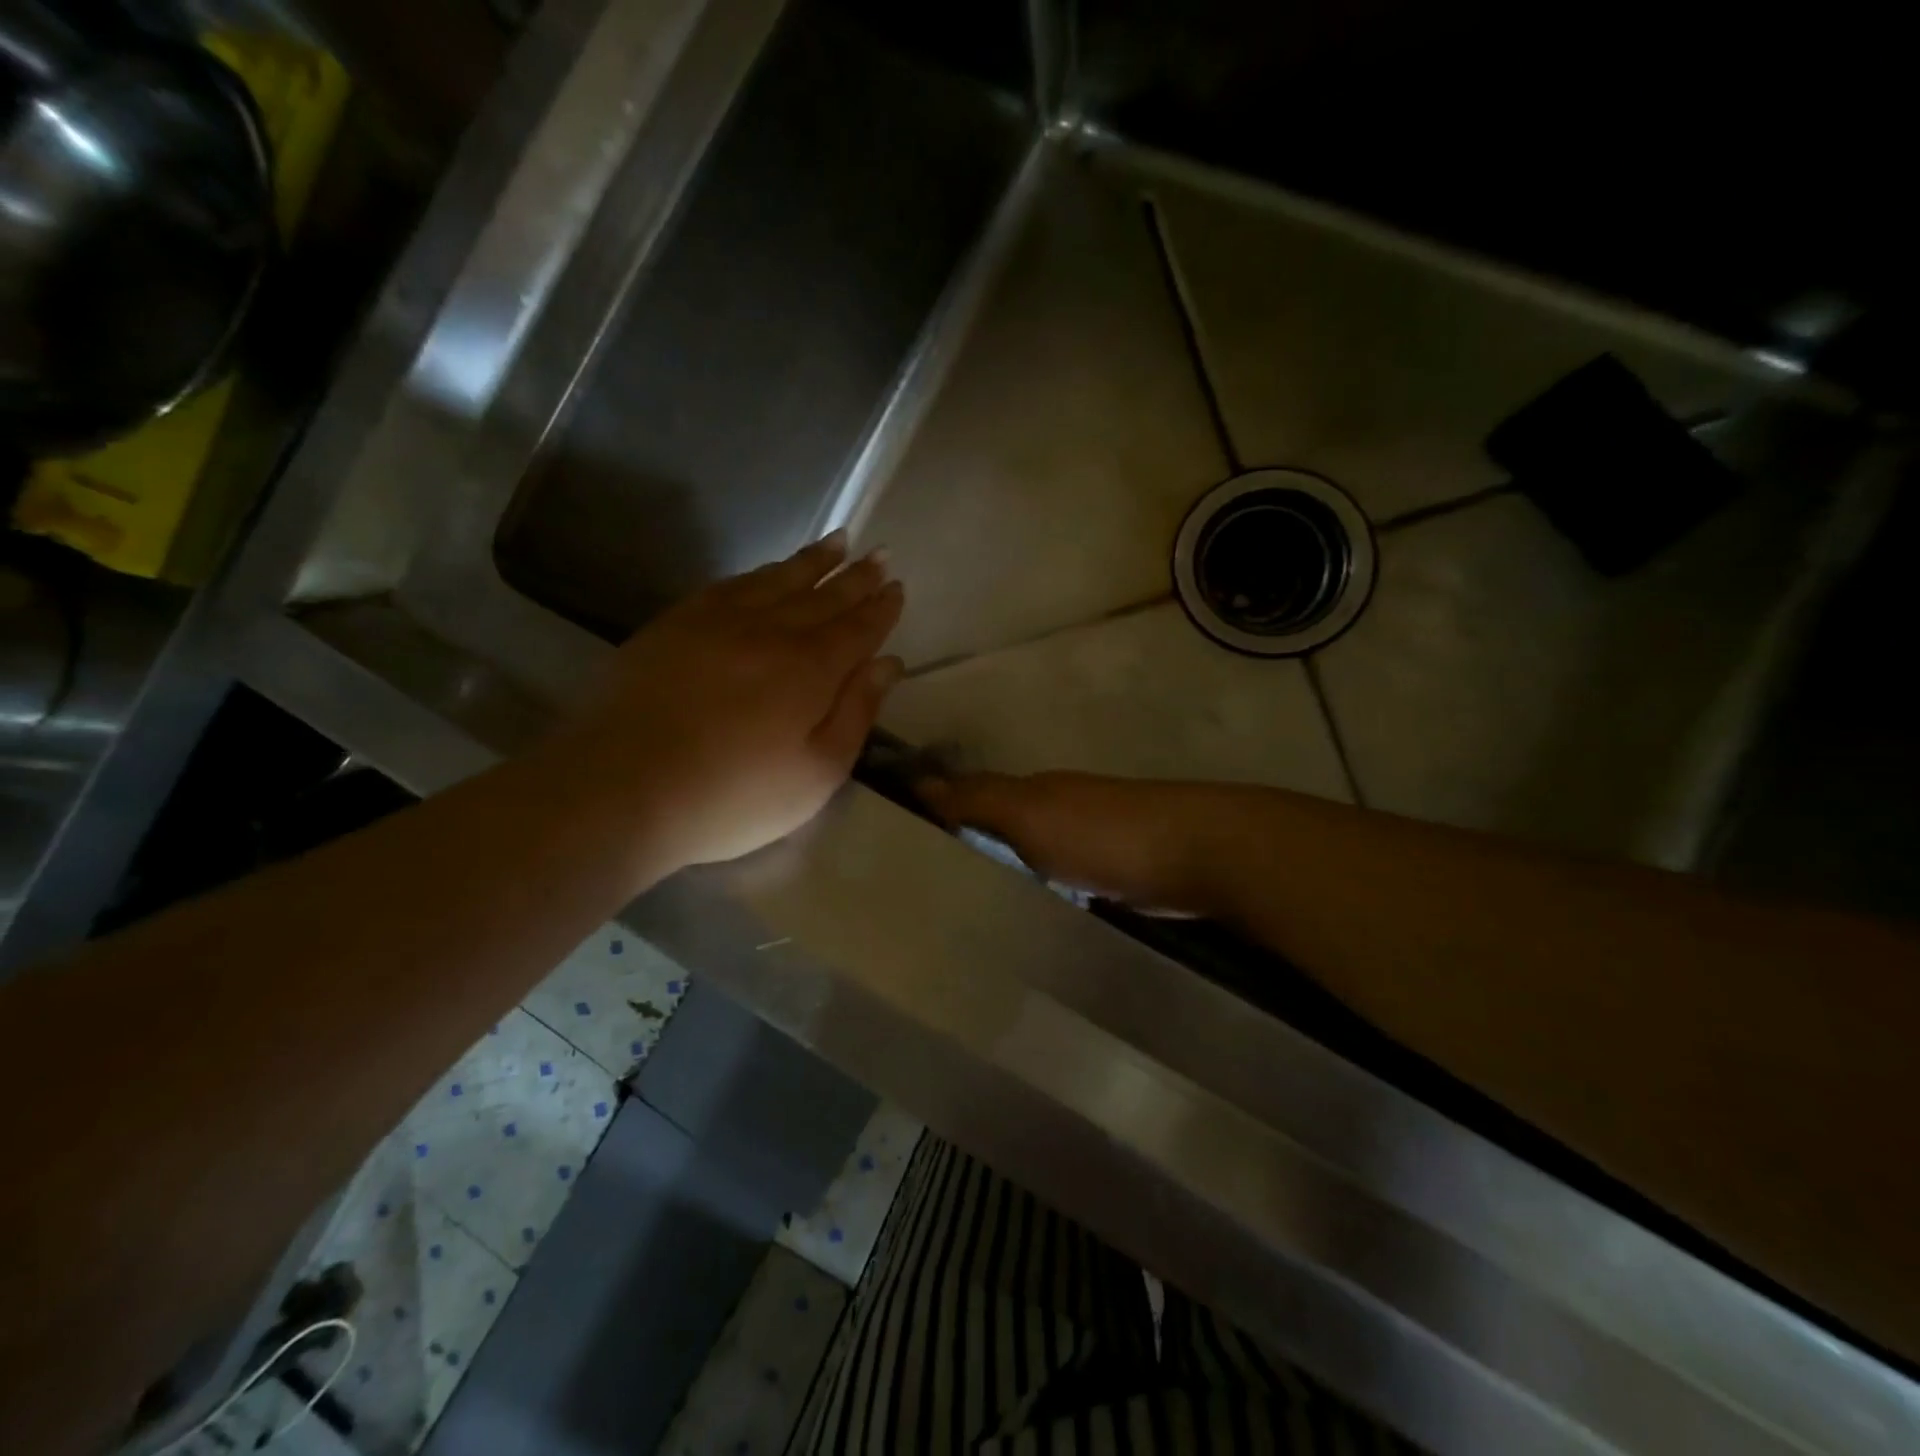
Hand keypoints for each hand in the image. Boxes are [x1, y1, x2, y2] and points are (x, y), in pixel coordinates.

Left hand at [546, 530, 904, 875]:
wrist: (622, 787)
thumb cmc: (732, 796)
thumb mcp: (816, 774)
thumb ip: (856, 714)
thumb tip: (888, 663)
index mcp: (811, 669)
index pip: (857, 628)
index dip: (880, 608)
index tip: (897, 586)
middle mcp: (771, 632)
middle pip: (823, 596)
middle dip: (855, 576)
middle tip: (878, 553)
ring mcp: (719, 622)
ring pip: (778, 580)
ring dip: (812, 561)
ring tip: (838, 541)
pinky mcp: (676, 624)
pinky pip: (730, 585)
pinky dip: (758, 573)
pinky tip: (767, 571)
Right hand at [917, 772, 1228, 915]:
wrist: (1195, 855)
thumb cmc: (1103, 832)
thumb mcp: (1030, 813)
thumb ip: (978, 800)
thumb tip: (919, 781)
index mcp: (1030, 793)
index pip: (967, 797)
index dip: (933, 813)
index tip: (891, 844)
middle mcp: (1051, 812)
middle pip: (993, 829)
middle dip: (959, 849)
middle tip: (913, 892)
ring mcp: (1081, 845)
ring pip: (1022, 858)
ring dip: (995, 874)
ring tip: (952, 912)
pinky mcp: (1104, 877)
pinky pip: (1052, 883)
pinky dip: (1031, 894)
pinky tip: (1013, 917)